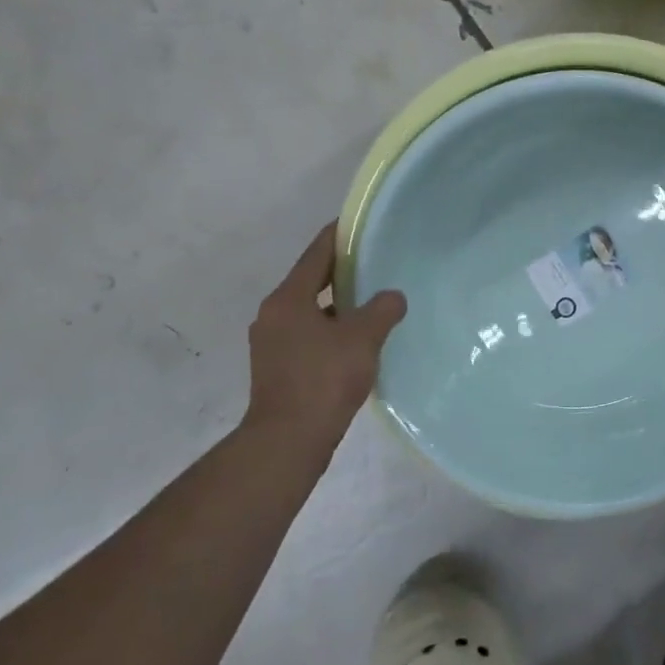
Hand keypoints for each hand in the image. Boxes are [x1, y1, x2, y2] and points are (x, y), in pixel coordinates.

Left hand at [240, 224, 405, 461]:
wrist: (288, 441)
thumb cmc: (323, 380)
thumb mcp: (363, 338)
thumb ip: (382, 310)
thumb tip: (393, 297)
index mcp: (288, 299)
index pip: (316, 254)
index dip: (339, 236)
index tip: (359, 224)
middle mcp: (273, 314)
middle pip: (311, 281)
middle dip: (342, 271)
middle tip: (375, 263)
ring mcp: (271, 343)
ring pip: (310, 310)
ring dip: (338, 305)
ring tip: (372, 303)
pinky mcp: (277, 367)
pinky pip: (308, 335)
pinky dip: (331, 330)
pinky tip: (356, 341)